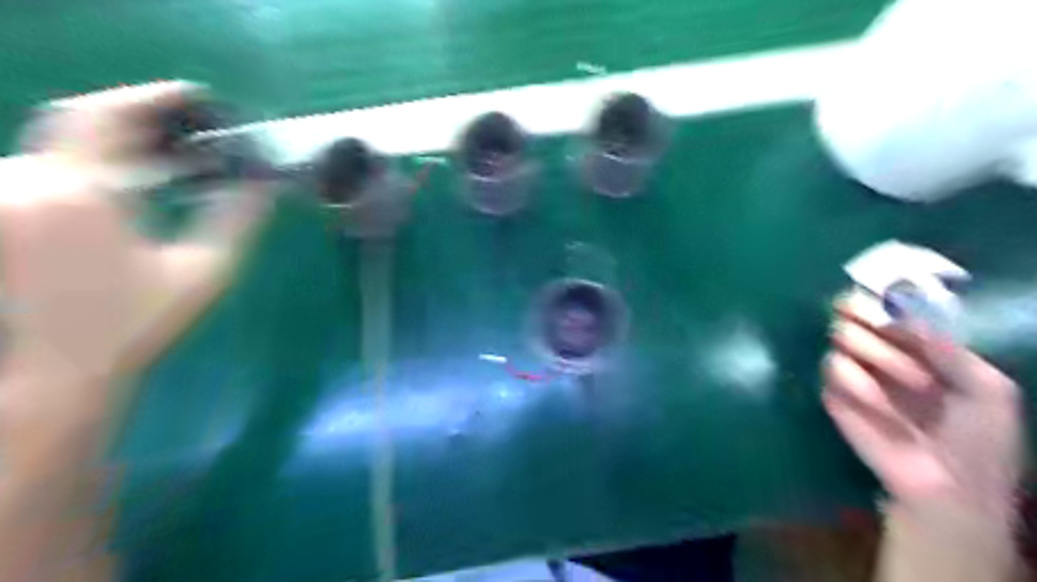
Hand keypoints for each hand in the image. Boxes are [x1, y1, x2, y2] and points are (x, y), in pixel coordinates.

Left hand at [0, 82, 269, 581]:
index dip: (155, 98)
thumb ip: (238, 219)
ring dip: (122, 139)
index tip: (200, 98)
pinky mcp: (5, 209)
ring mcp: (6, 193)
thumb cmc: (140, 322)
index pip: (109, 116)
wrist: (64, 366)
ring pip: (66, 141)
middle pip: (83, 119)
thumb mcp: (205, 270)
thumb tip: (269, 183)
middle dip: (141, 115)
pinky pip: (51, 163)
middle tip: (194, 128)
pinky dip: (96, 159)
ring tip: (174, 153)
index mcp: (80, 193)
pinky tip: (135, 177)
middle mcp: (27, 180)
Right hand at [823, 295, 1022, 512]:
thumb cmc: (979, 438)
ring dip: (877, 353)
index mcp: (915, 344)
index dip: (877, 295)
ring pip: (840, 337)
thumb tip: (907, 313)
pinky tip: (879, 405)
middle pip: (849, 311)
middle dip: (869, 318)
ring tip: (910, 382)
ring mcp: (854, 372)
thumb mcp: (987, 389)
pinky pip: (832, 370)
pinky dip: (856, 382)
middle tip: (887, 330)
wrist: (950, 487)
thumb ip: (950, 348)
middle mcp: (879, 351)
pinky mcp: (833, 394)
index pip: (882, 304)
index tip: (886, 298)